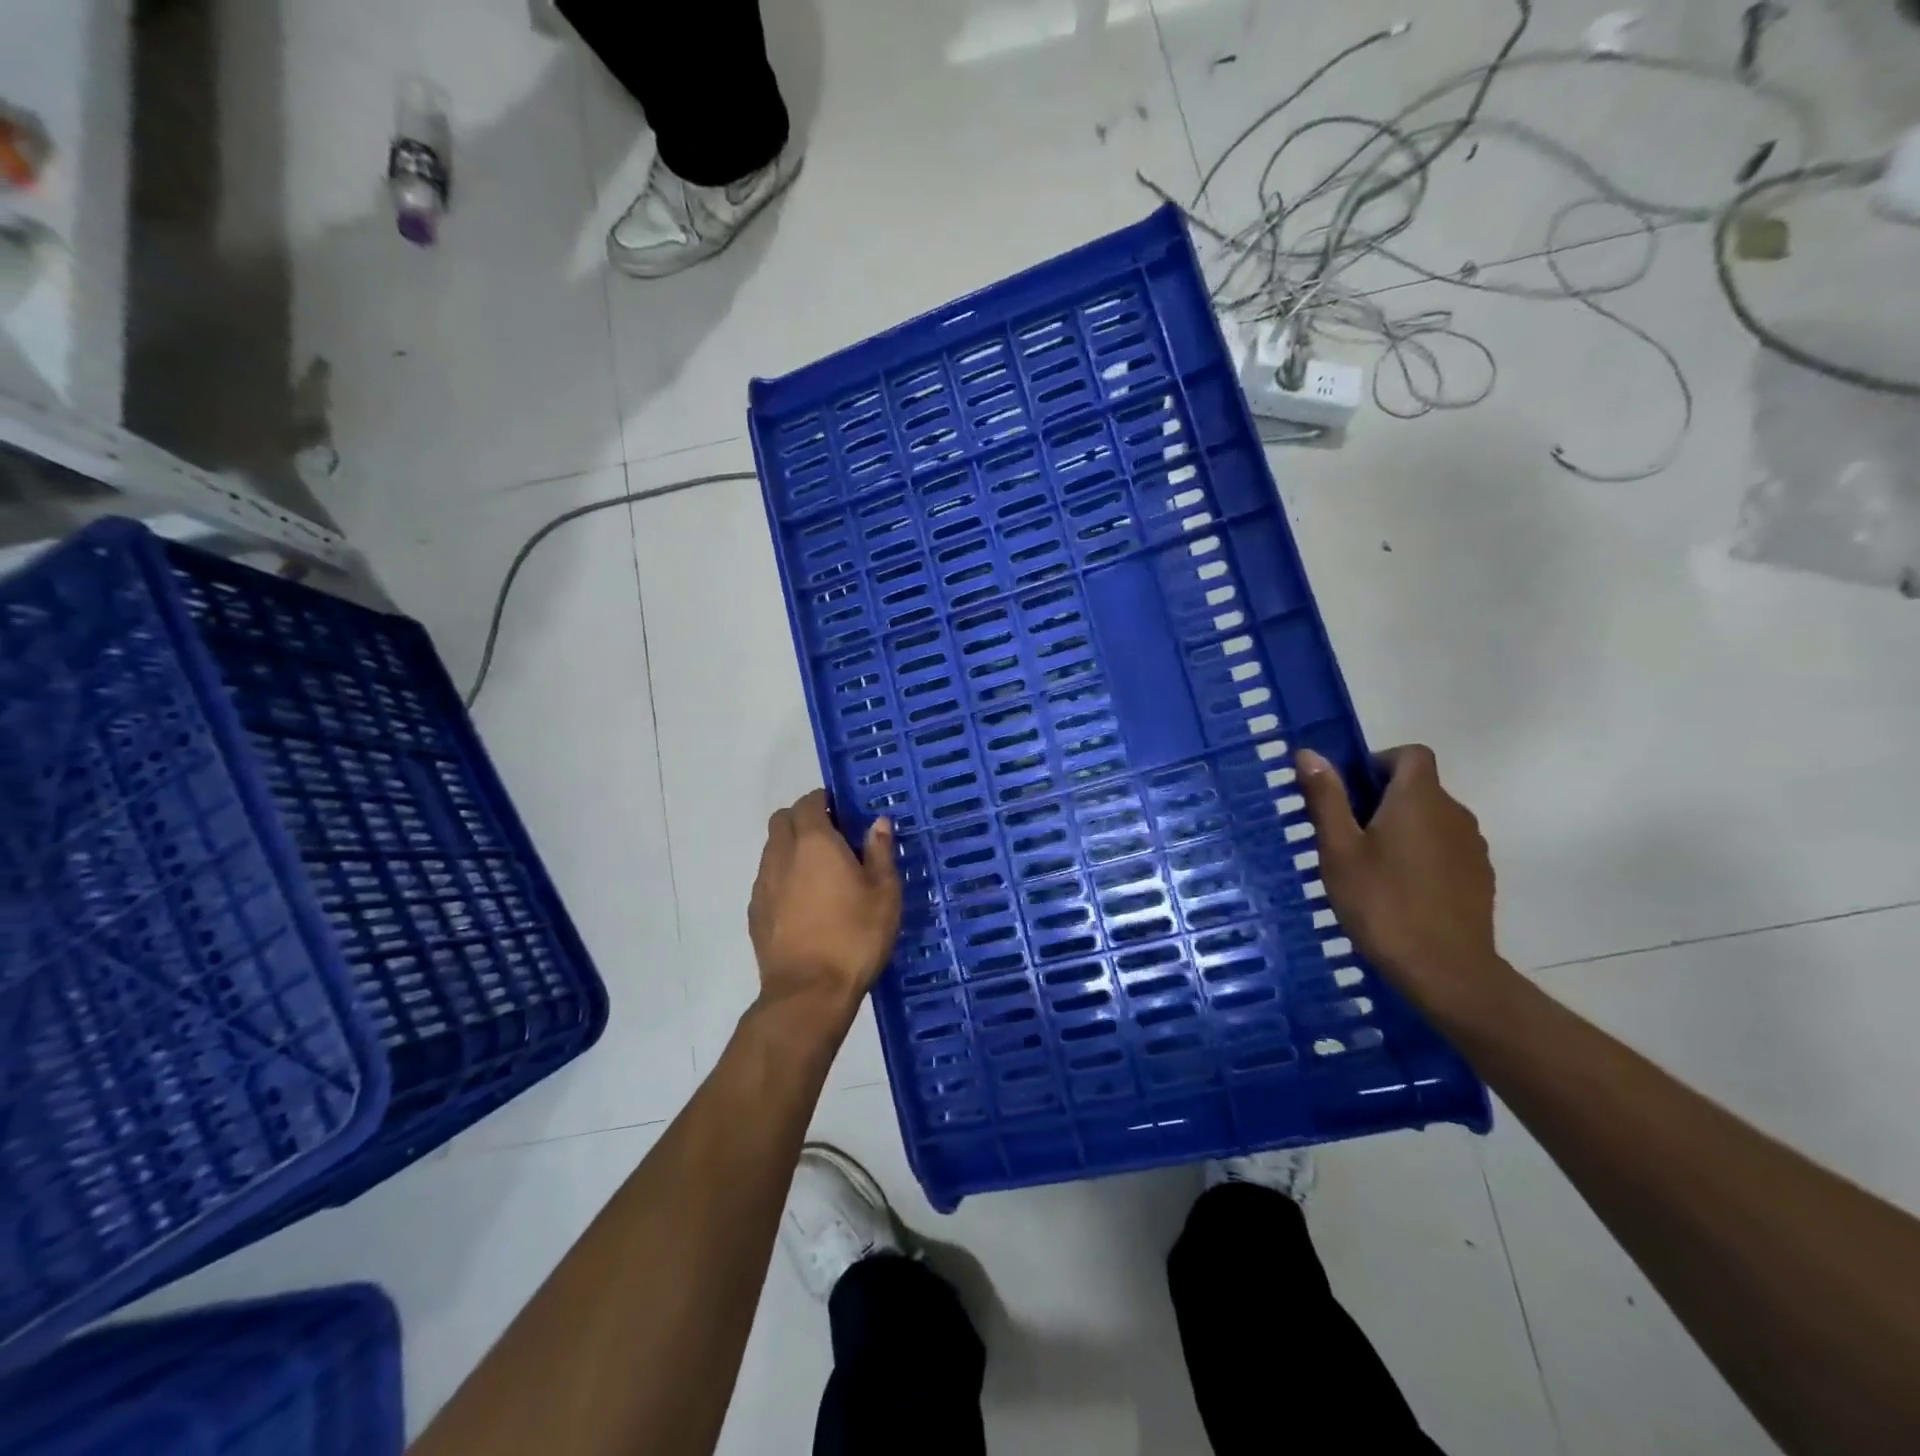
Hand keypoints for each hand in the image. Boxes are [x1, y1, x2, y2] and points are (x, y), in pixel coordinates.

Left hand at [748, 790, 901, 1028]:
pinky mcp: (755, 912)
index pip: (809, 803)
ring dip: (792, 848)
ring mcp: (763, 884)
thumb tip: (878, 823)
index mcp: (814, 842)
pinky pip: (768, 879)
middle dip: (804, 819)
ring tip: (821, 873)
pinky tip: (805, 903)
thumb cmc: (854, 936)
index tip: (842, 812)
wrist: (808, 992)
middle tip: (832, 838)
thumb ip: (880, 852)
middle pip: (783, 820)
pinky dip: (783, 877)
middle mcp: (781, 854)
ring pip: (773, 849)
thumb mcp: (884, 893)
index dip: (823, 801)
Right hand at [1294, 745, 1503, 1014]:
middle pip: (1420, 787)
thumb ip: (1327, 798)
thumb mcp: (1339, 850)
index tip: (1350, 791)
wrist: (1445, 970)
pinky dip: (1422, 855)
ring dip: (1403, 828)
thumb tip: (1308, 753)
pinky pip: (1446, 849)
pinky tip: (1399, 891)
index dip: (1379, 761)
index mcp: (1419, 799)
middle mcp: (1454, 813)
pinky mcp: (1480, 878)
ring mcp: (1472, 847)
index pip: (1411, 754)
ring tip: (1370, 866)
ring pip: (1432, 820)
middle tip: (1346, 834)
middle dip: (1383, 799)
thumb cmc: (1382, 903)